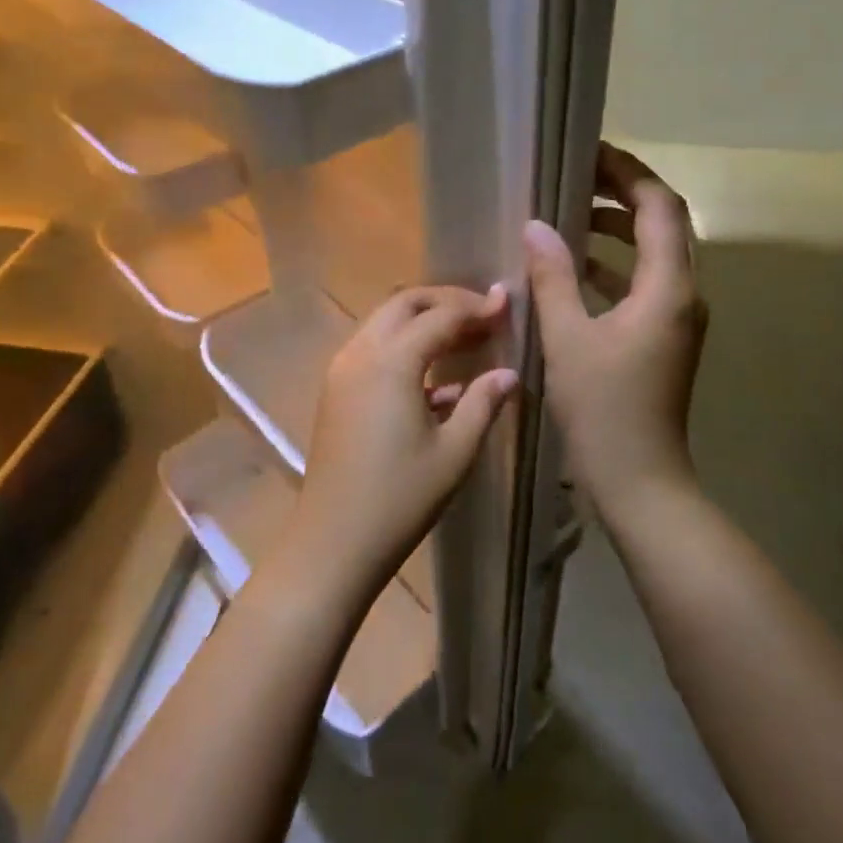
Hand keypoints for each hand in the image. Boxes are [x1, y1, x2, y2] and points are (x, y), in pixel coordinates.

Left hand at [288, 285, 517, 599]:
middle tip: (483, 316)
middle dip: (446, 301)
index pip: (439, 315)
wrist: (334, 540)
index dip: (476, 307)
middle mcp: (360, 353)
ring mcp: (342, 371)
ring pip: (384, 323)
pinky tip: (439, 381)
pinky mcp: (336, 391)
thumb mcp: (454, 452)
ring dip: (423, 321)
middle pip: (404, 304)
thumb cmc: (400, 498)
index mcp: (391, 362)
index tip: (507, 304)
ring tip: (466, 340)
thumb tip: (508, 373)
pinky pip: (373, 350)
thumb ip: (482, 403)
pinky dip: (404, 348)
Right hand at [523, 143, 707, 519]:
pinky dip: (614, 267)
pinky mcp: (665, 339)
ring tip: (569, 216)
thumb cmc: (603, 409)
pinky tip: (575, 270)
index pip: (658, 207)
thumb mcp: (568, 339)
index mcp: (669, 288)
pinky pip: (644, 284)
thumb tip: (536, 226)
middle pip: (663, 224)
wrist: (641, 481)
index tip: (588, 153)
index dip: (628, 173)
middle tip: (574, 178)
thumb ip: (553, 277)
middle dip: (622, 195)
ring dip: (617, 230)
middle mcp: (684, 295)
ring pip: (654, 254)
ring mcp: (678, 319)